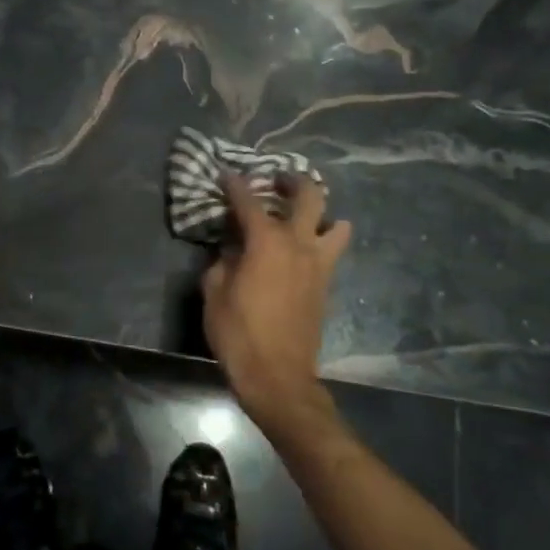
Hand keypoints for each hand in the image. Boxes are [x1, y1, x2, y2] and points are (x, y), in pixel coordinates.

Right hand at [201, 173, 349, 430]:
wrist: (278, 376)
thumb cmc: (238, 332)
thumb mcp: (214, 291)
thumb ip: (222, 261)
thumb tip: (232, 247)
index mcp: (267, 241)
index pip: (248, 201)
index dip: (234, 185)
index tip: (225, 174)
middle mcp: (299, 244)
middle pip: (309, 196)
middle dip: (292, 181)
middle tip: (275, 180)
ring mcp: (318, 264)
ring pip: (335, 223)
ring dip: (320, 212)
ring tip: (301, 215)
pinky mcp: (326, 284)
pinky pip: (331, 250)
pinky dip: (321, 239)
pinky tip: (301, 247)